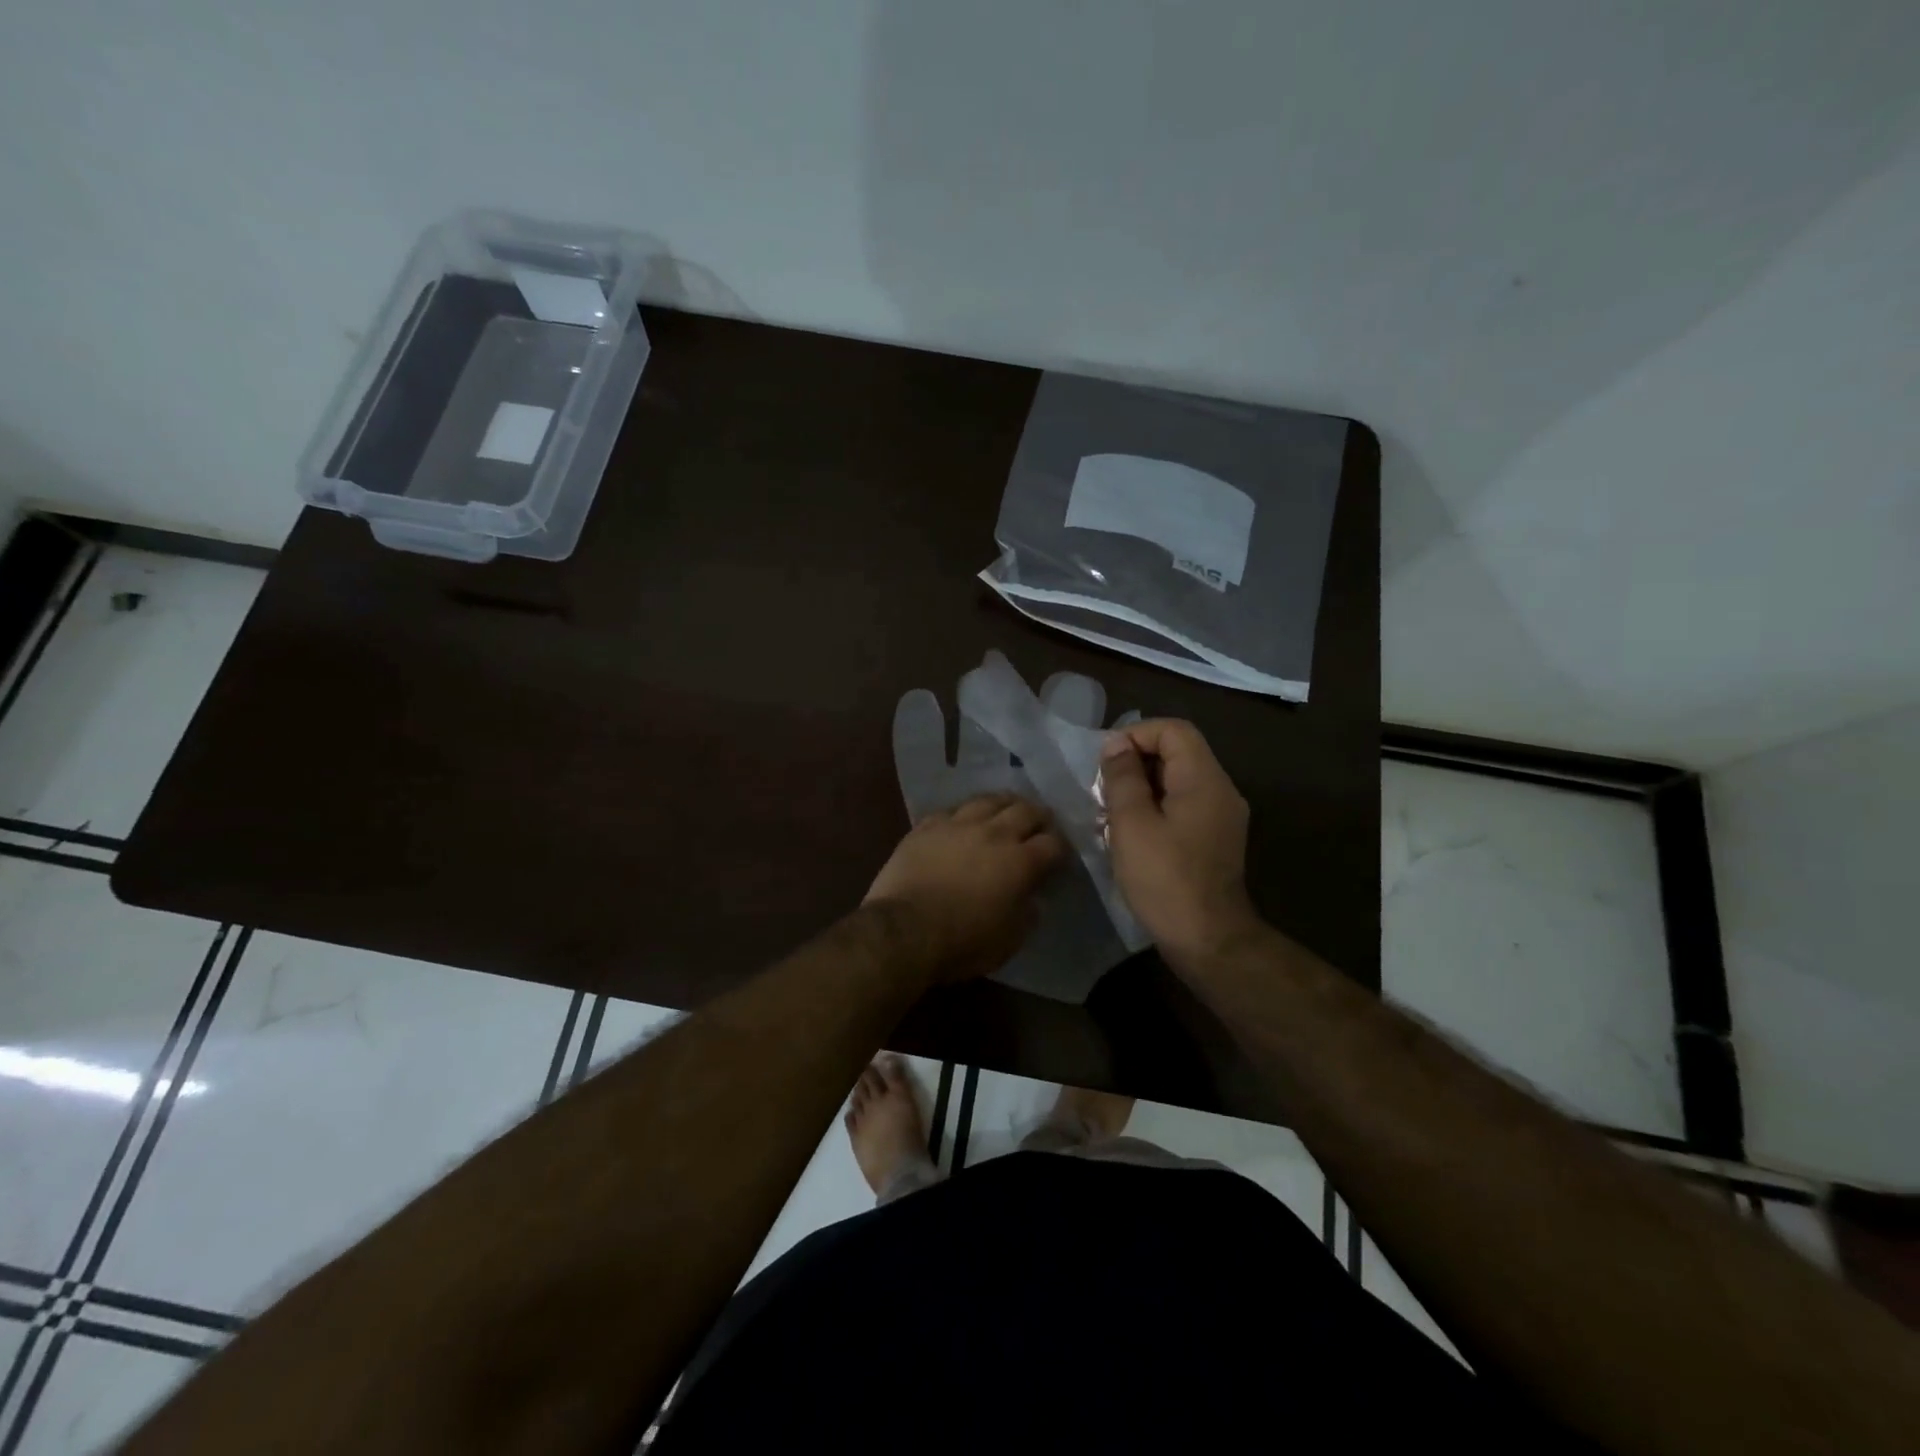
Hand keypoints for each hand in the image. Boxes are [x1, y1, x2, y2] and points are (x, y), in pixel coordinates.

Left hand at [864, 794, 1065, 983]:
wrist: (904, 930)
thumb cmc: (962, 942)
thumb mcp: (1009, 940)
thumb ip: (1027, 913)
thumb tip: (1032, 897)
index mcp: (1020, 862)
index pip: (1053, 843)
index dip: (1061, 848)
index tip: (1060, 855)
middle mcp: (994, 833)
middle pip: (1026, 810)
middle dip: (1040, 816)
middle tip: (1041, 823)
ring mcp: (958, 824)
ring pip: (989, 800)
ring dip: (1005, 803)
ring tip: (1008, 808)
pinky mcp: (927, 826)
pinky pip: (953, 810)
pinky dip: (966, 813)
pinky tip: (965, 819)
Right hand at [1100, 719, 1261, 969]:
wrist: (1207, 940)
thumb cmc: (1164, 879)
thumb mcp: (1132, 824)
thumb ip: (1123, 777)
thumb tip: (1116, 745)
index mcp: (1204, 779)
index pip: (1173, 730)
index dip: (1136, 736)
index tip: (1106, 763)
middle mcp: (1220, 790)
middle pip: (1177, 753)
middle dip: (1134, 764)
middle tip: (1103, 791)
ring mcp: (1221, 817)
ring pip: (1177, 781)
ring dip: (1140, 789)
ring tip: (1109, 815)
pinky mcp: (1214, 839)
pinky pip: (1182, 806)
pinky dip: (1154, 809)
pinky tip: (1129, 835)